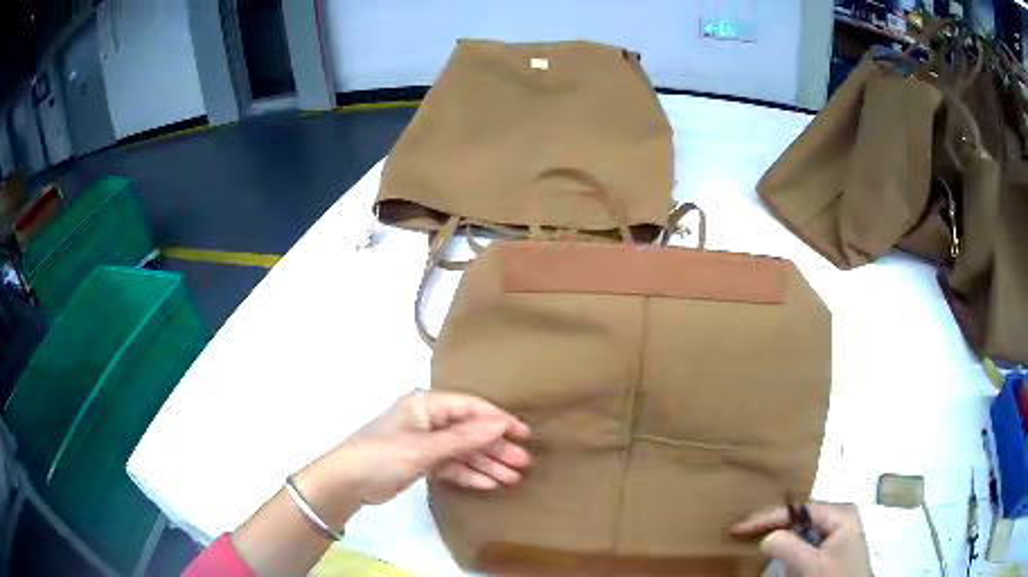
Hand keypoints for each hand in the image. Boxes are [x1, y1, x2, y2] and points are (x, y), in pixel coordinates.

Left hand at [315, 391, 530, 504]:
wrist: (347, 483)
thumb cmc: (382, 455)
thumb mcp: (424, 447)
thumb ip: (464, 438)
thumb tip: (500, 424)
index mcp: (425, 405)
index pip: (470, 407)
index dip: (498, 419)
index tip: (523, 434)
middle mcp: (428, 420)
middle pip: (469, 431)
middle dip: (495, 447)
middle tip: (523, 463)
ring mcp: (425, 443)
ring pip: (463, 451)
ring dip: (487, 464)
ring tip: (513, 478)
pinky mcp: (421, 462)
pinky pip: (452, 466)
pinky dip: (469, 475)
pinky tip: (490, 484)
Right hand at [731, 502, 871, 576]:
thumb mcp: (814, 566)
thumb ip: (791, 549)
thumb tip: (766, 537)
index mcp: (840, 514)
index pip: (798, 510)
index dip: (767, 517)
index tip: (738, 528)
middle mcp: (839, 519)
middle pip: (799, 518)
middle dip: (773, 526)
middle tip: (744, 532)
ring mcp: (836, 535)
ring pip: (801, 533)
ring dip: (780, 540)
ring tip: (757, 541)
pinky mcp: (831, 551)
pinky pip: (805, 546)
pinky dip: (789, 552)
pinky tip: (778, 558)